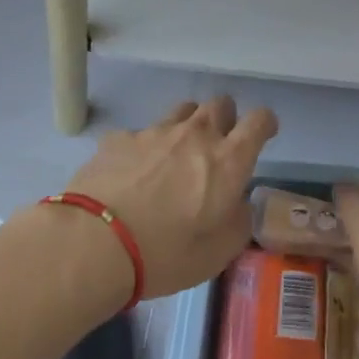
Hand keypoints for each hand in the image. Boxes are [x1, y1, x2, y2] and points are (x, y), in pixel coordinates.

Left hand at [66, 97, 277, 298]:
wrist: (93, 244)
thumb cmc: (165, 255)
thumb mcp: (217, 254)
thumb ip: (237, 222)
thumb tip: (237, 204)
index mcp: (228, 160)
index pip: (259, 121)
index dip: (265, 123)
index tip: (263, 133)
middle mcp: (196, 135)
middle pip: (220, 104)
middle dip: (225, 118)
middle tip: (217, 146)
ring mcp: (155, 131)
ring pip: (182, 110)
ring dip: (187, 126)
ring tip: (176, 154)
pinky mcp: (120, 137)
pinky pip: (142, 132)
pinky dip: (145, 147)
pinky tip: (133, 172)